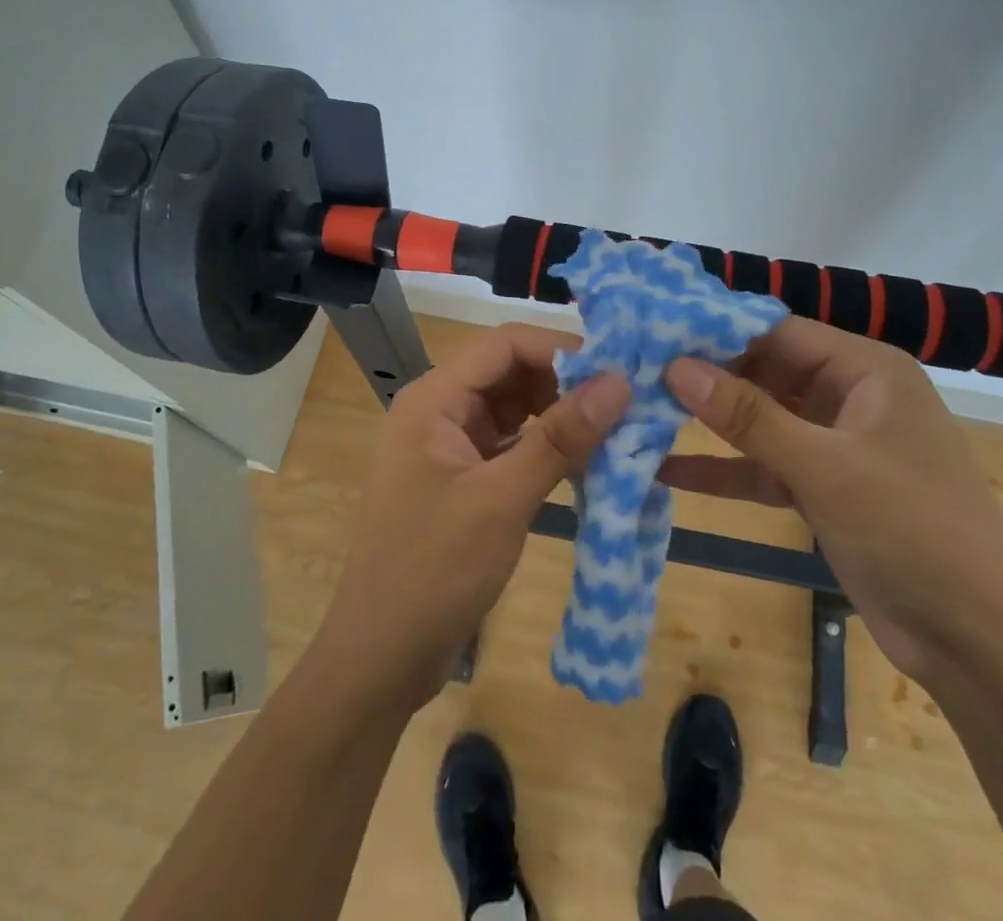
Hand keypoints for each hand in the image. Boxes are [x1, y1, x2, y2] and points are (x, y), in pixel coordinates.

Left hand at [308, 323, 630, 713]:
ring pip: (514, 408)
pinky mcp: (462, 478)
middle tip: (623, 406)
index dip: (560, 350)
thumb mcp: (502, 500)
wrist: (380, 659)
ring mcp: (449, 445)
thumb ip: (561, 438)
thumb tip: (619, 382)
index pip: (504, 344)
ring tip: (613, 433)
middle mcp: (439, 410)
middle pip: (510, 372)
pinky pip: (510, 444)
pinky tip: (584, 464)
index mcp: (434, 399)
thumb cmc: (433, 572)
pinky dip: (545, 448)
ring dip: (559, 416)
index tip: (616, 372)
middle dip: (565, 384)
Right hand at [662, 318, 1002, 679]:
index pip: (778, 330)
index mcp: (866, 370)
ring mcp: (835, 445)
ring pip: (760, 420)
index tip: (653, 331)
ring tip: (639, 411)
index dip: (717, 330)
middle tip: (634, 371)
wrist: (979, 645)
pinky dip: (724, 469)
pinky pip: (764, 466)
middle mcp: (849, 396)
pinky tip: (666, 469)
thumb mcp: (824, 466)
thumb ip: (747, 415)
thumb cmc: (912, 530)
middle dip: (706, 376)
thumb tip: (675, 366)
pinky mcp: (823, 489)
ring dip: (709, 423)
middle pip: (765, 372)